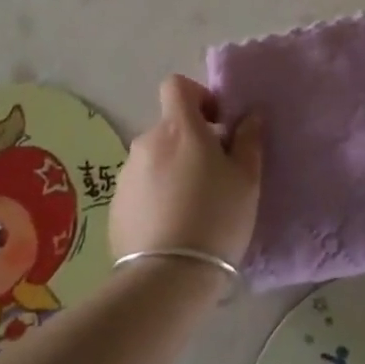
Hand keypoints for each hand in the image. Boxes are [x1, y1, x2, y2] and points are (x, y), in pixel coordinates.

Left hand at [109, 76, 263, 265]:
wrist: (167, 278)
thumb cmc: (216, 218)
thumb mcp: (247, 180)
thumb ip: (248, 140)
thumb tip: (249, 115)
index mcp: (180, 128)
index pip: (177, 86)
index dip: (197, 96)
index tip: (215, 125)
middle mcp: (147, 141)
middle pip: (169, 127)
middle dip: (189, 141)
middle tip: (212, 175)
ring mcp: (127, 174)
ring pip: (155, 158)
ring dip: (171, 169)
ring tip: (190, 207)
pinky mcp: (115, 205)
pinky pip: (140, 187)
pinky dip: (155, 196)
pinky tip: (169, 226)